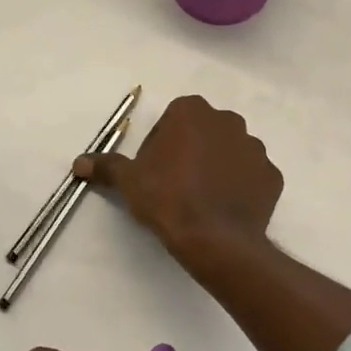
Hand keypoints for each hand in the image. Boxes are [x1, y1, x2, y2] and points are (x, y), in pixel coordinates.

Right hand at [74, 95, 282, 257]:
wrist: (214, 238)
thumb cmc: (167, 198)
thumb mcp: (129, 181)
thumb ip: (106, 165)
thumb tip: (78, 162)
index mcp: (193, 112)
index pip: (173, 119)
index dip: (160, 144)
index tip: (153, 171)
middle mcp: (228, 121)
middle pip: (203, 132)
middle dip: (191, 152)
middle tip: (175, 185)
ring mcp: (255, 148)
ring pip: (230, 152)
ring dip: (217, 168)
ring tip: (201, 200)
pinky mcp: (272, 176)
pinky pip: (252, 177)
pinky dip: (240, 188)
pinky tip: (224, 209)